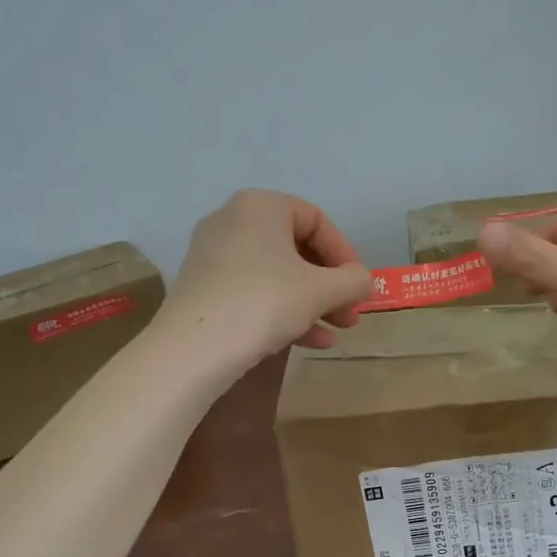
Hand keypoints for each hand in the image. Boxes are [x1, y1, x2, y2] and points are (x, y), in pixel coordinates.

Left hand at [161, 189, 373, 367]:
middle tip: (351, 313)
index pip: (317, 221)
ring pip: (277, 274)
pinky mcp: (203, 287)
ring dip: (312, 302)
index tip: (360, 286)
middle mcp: (233, 220)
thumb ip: (352, 281)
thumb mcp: (320, 291)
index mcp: (261, 205)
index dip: (346, 255)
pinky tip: (310, 342)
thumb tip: (364, 281)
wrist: (191, 350)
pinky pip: (253, 290)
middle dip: (330, 285)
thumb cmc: (263, 303)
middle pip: (297, 249)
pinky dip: (283, 310)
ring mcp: (213, 254)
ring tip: (337, 331)